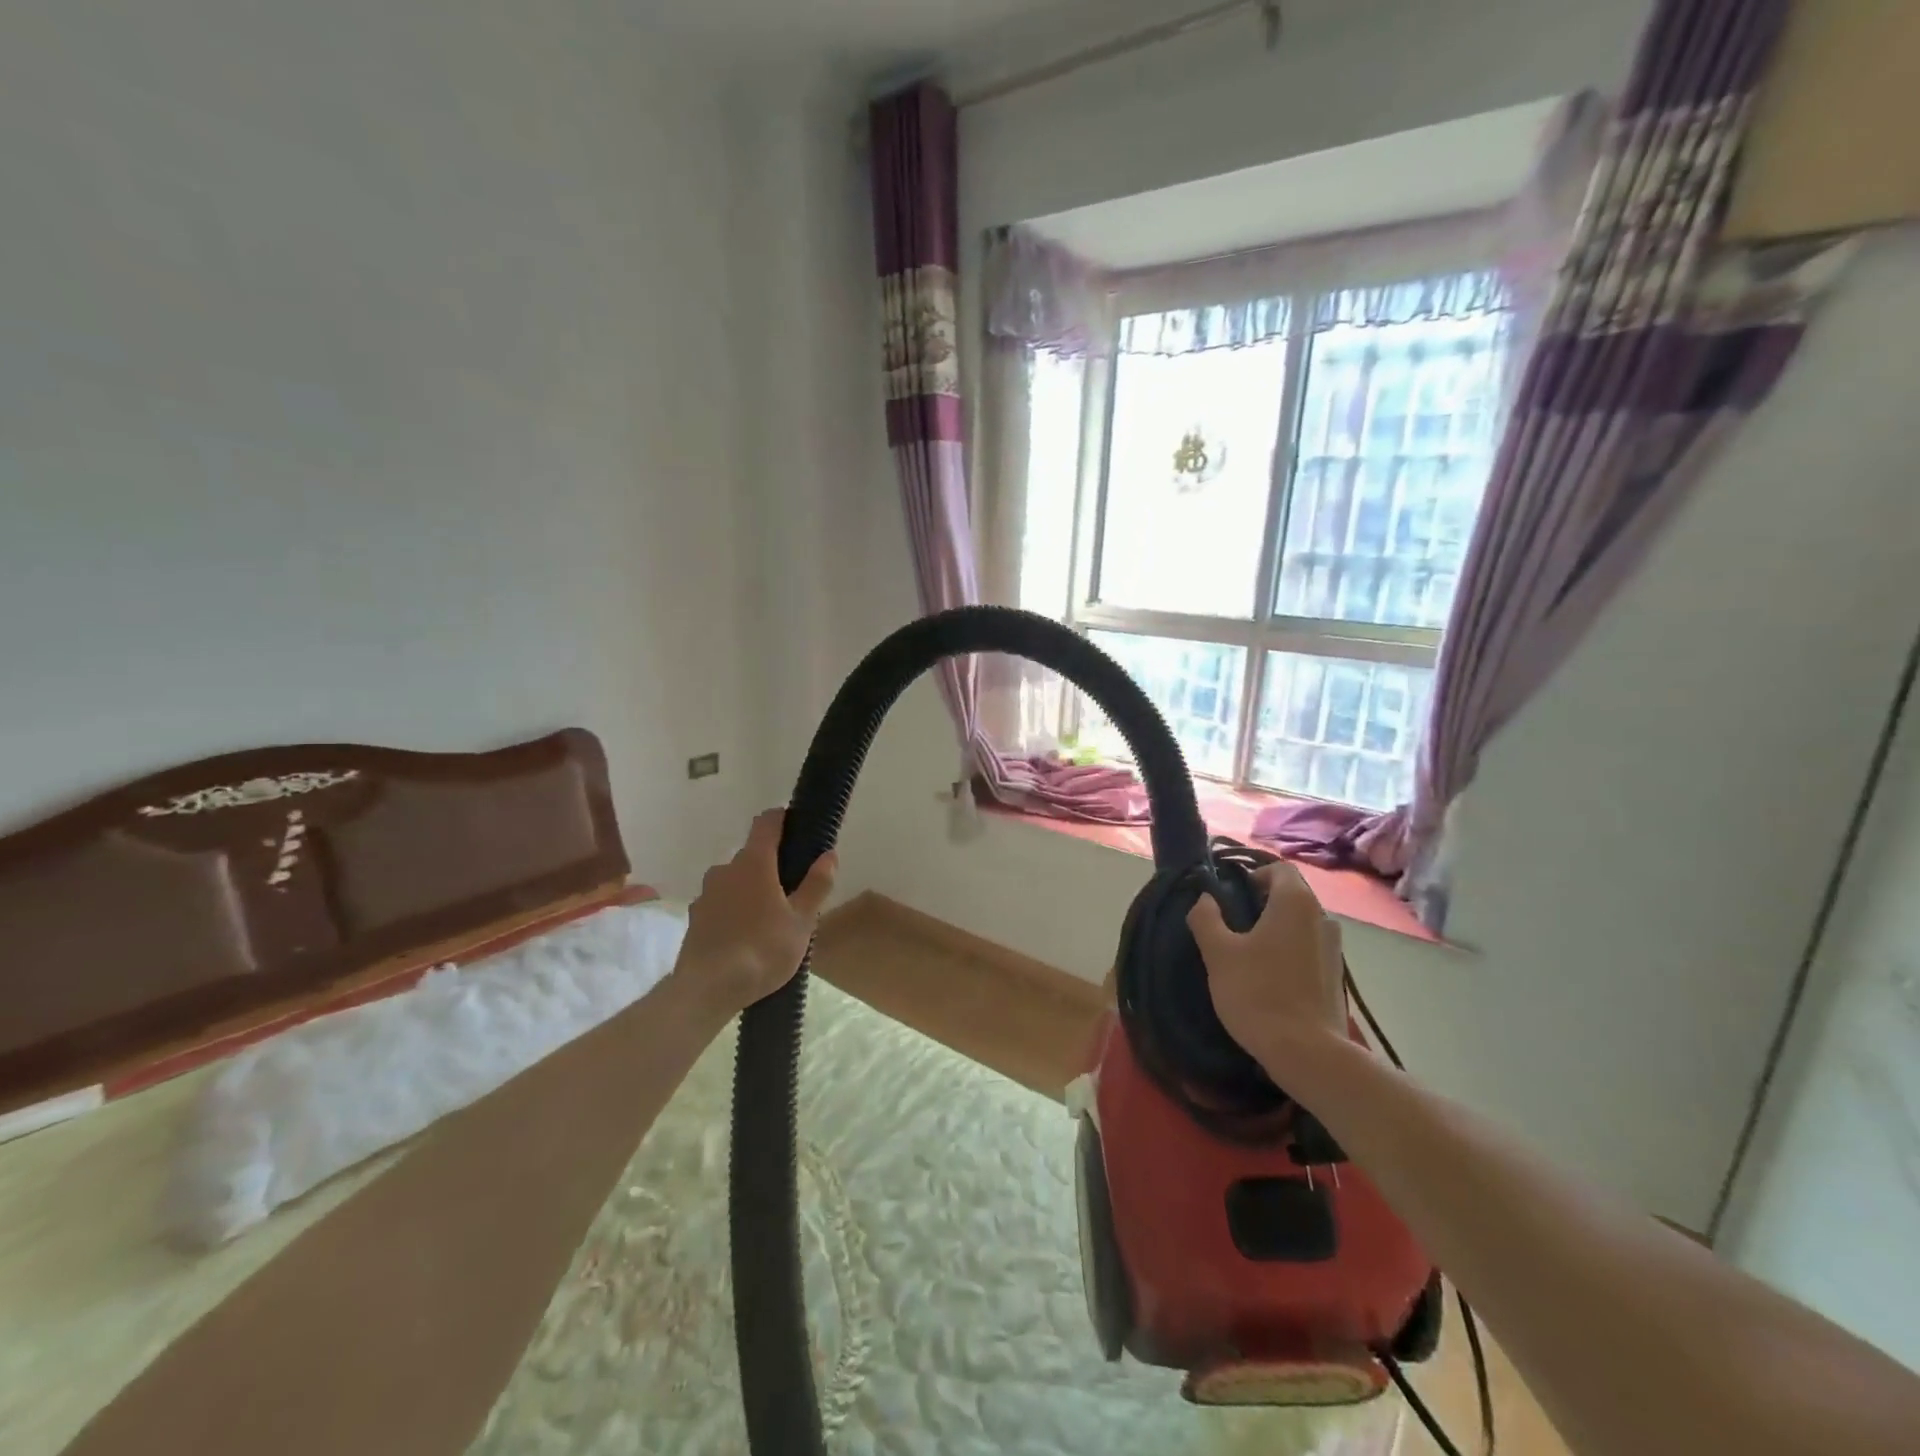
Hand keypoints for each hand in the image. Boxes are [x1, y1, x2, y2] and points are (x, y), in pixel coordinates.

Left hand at [680, 809, 836, 1014]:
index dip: (783, 818)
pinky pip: (720, 903)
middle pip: (752, 854)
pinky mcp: (695, 918)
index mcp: (755, 862)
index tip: (798, 826)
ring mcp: (706, 893)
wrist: (708, 989)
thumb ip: (816, 885)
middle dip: (771, 864)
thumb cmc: (763, 949)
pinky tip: (745, 935)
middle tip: (792, 888)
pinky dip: (734, 909)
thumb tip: (829, 854)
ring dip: (751, 888)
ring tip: (769, 917)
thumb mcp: (802, 921)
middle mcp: (726, 869)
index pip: (767, 822)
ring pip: (734, 880)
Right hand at [1187, 862, 1345, 1065]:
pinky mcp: (1337, 976)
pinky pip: (1310, 948)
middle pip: (1291, 894)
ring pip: (1301, 923)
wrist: (1308, 1053)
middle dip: (1262, 903)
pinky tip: (1270, 977)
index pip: (1278, 869)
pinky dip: (1290, 951)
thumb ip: (1206, 918)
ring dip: (1277, 928)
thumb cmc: (1258, 993)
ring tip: (1250, 953)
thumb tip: (1205, 899)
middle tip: (1233, 925)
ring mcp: (1335, 948)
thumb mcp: (1218, 954)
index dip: (1253, 876)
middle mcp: (1322, 917)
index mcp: (1295, 902)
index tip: (1231, 898)